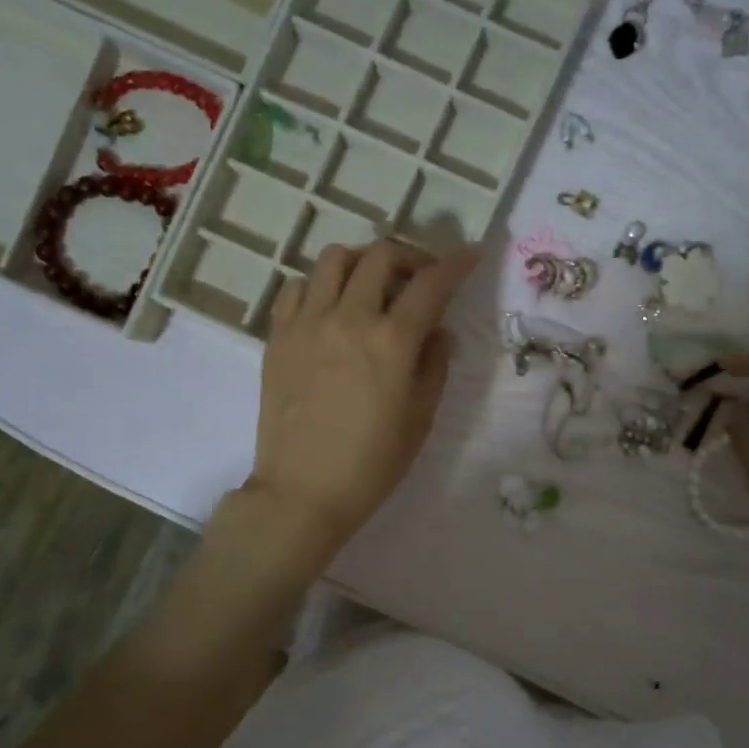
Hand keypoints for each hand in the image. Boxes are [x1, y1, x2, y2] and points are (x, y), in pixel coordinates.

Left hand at [246, 239, 476, 553]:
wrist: (302, 492)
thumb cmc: (371, 464)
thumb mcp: (420, 419)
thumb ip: (434, 365)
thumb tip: (440, 331)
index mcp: (391, 342)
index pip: (431, 284)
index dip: (456, 264)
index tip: (470, 255)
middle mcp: (348, 318)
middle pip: (381, 256)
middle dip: (410, 256)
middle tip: (421, 276)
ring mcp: (307, 323)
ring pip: (334, 259)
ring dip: (363, 261)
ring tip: (373, 284)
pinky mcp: (278, 336)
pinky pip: (296, 287)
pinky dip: (319, 284)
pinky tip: (331, 306)